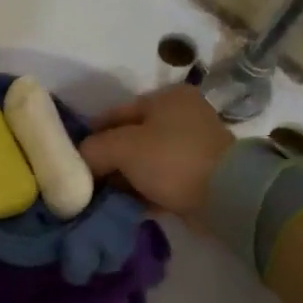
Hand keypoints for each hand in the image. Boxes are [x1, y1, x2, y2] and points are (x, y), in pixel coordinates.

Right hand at [78, 84, 233, 216]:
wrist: (227, 196)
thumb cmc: (171, 159)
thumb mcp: (122, 148)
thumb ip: (94, 148)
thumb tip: (81, 159)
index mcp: (166, 97)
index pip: (115, 113)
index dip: (92, 135)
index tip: (76, 159)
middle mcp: (183, 115)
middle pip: (131, 137)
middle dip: (110, 159)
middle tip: (89, 180)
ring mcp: (194, 146)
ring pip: (146, 161)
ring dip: (126, 177)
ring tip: (105, 196)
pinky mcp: (200, 175)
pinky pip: (162, 180)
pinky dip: (144, 190)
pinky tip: (126, 205)